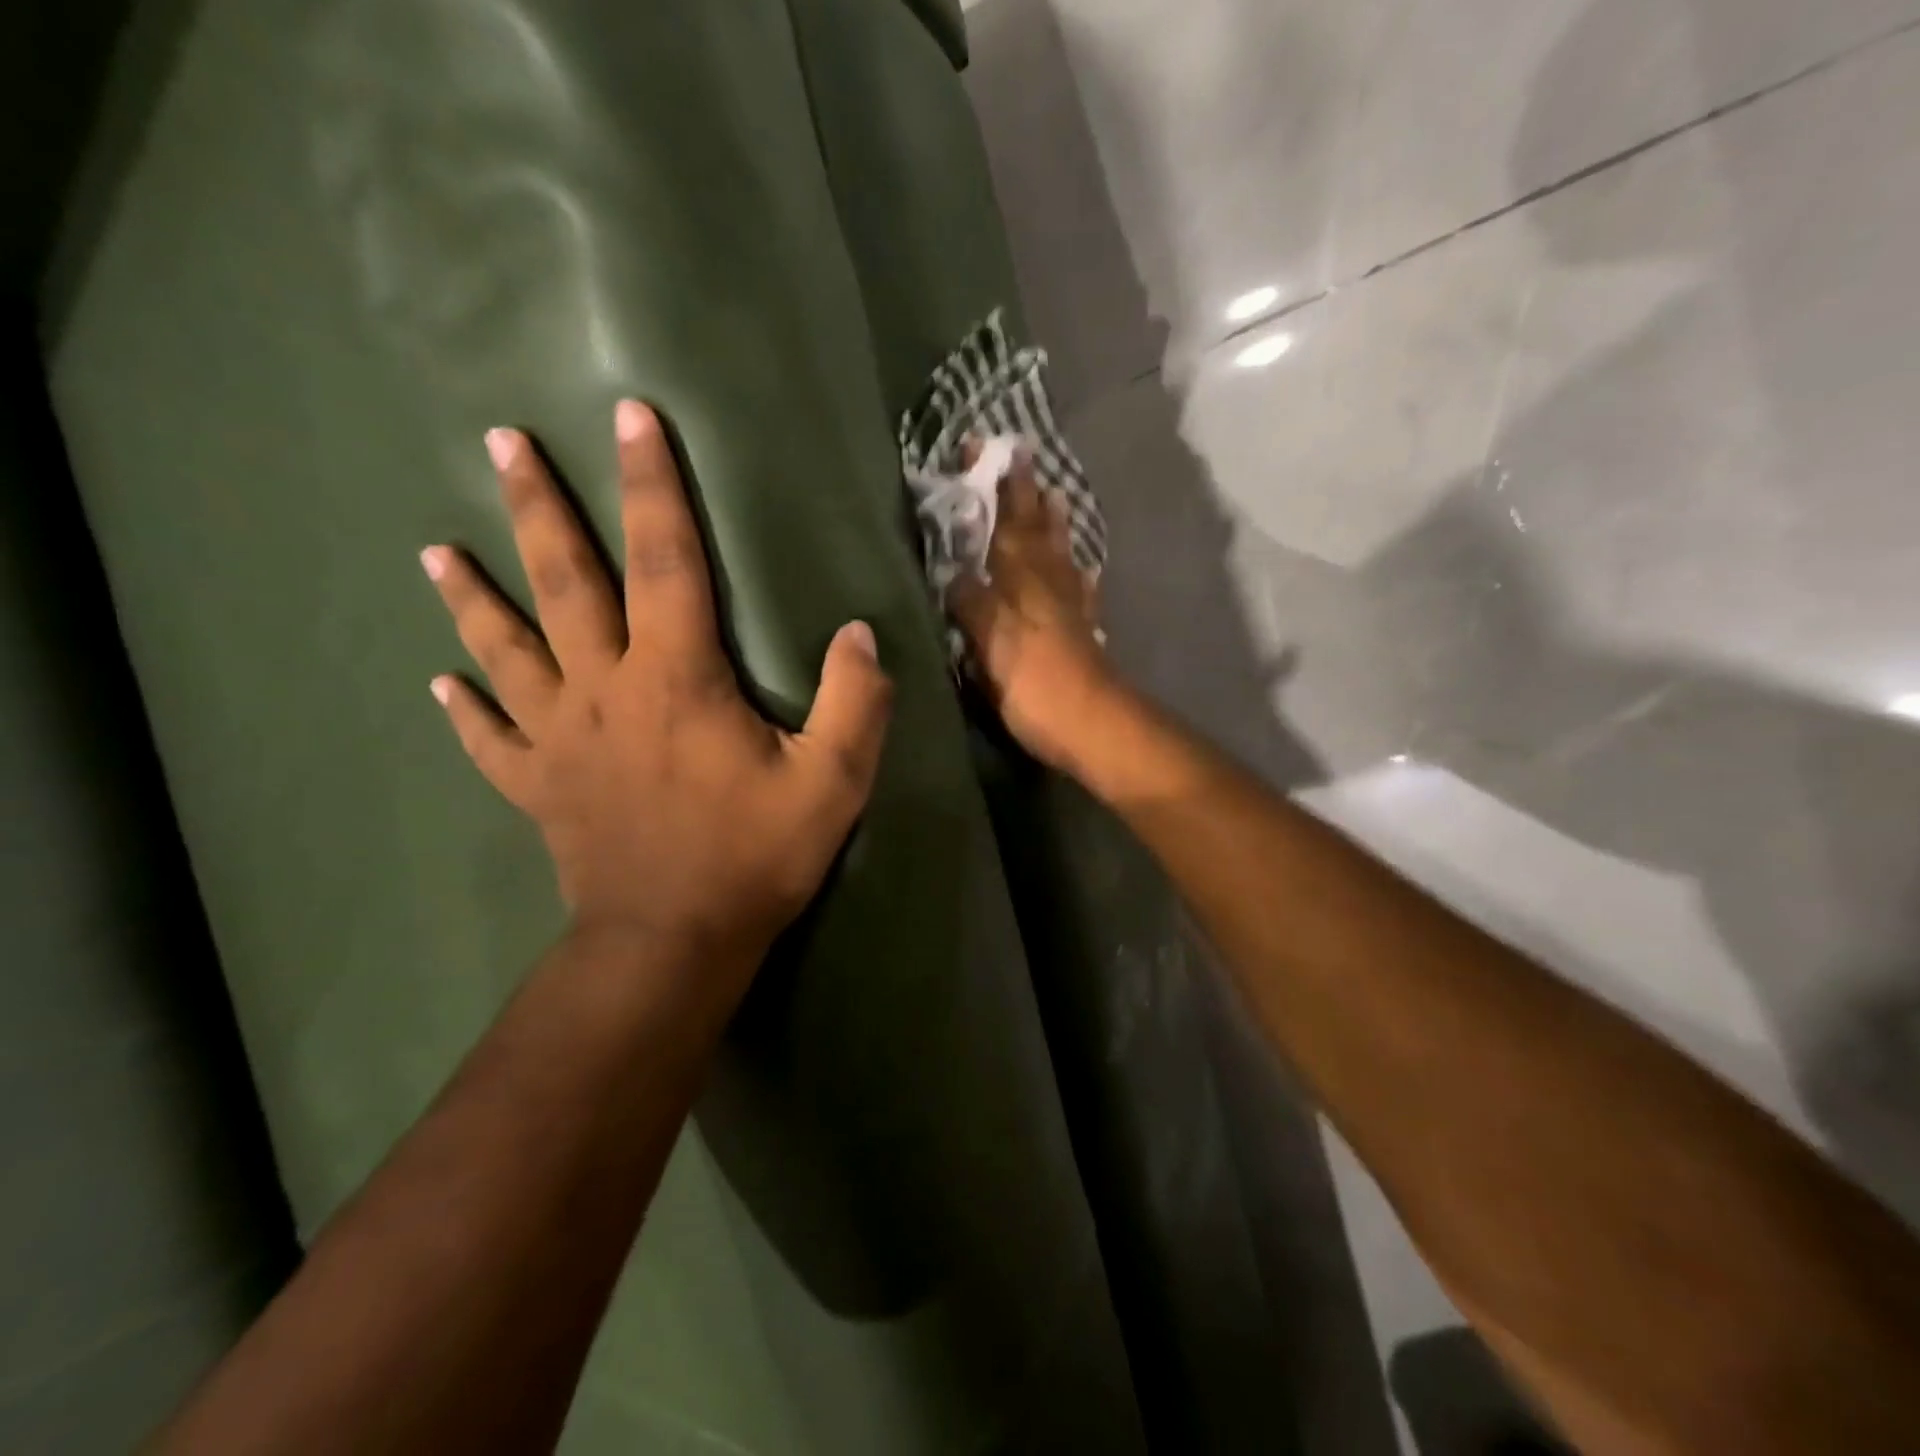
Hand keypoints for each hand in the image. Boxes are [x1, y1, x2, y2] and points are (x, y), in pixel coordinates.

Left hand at [422, 401, 892, 958]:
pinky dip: (465, 710)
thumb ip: (855, 702)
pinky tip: (439, 685)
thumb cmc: (755, 856)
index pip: (663, 559)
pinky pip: (492, 740)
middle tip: (502, 441)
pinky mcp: (539, 787)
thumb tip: (858, 634)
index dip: (651, 485)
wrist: (673, 942)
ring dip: (472, 597)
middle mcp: (604, 690)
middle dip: (537, 507)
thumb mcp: (833, 782)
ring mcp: (560, 739)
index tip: (629, 416)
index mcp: (676, 678)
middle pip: (563, 583)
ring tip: (437, 550)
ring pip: (506, 651)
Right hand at [948, 458, 1121, 773]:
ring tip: (1054, 496)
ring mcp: (1070, 605)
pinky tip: (1082, 570)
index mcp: (1019, 577)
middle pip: (1035, 527)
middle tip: (1021, 457)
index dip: (991, 485)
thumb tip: (954, 572)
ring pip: (1060, 552)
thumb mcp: (988, 639)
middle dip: (1024, 492)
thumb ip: (969, 602)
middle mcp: (1047, 581)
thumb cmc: (1033, 681)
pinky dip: (1078, 574)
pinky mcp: (1083, 633)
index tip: (980, 448)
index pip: (1002, 518)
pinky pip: (1080, 591)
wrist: (1090, 724)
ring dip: (1054, 523)